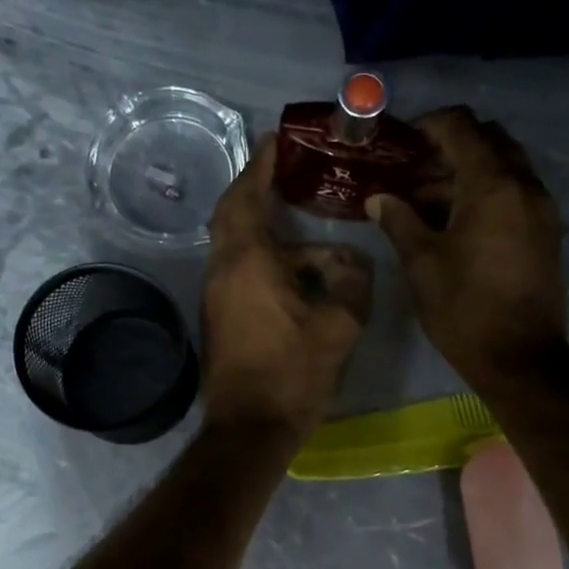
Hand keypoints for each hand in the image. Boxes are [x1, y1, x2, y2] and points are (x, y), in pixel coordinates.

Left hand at [203, 137, 372, 443]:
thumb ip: (352, 281)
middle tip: (285, 174)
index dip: (260, 165)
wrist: (250, 428)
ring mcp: (216, 295)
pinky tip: (299, 274)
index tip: (275, 140)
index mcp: (248, 262)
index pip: (246, 196)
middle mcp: (223, 270)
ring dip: (267, 233)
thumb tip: (350, 261)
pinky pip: (241, 272)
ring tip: (307, 232)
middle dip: (255, 189)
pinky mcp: (221, 318)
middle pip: (232, 215)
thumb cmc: (293, 373)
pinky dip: (264, 260)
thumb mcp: (340, 325)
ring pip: (239, 247)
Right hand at [365, 107, 566, 391]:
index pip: (462, 127)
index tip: (400, 142)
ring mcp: (541, 208)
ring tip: (425, 201)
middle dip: (450, 147)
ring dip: (467, 172)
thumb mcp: (422, 263)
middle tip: (413, 171)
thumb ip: (399, 221)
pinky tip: (455, 222)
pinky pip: (515, 192)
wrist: (520, 357)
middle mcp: (524, 185)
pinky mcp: (546, 231)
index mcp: (492, 185)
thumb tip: (377, 198)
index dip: (428, 125)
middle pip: (489, 140)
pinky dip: (486, 193)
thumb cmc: (463, 308)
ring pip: (504, 167)